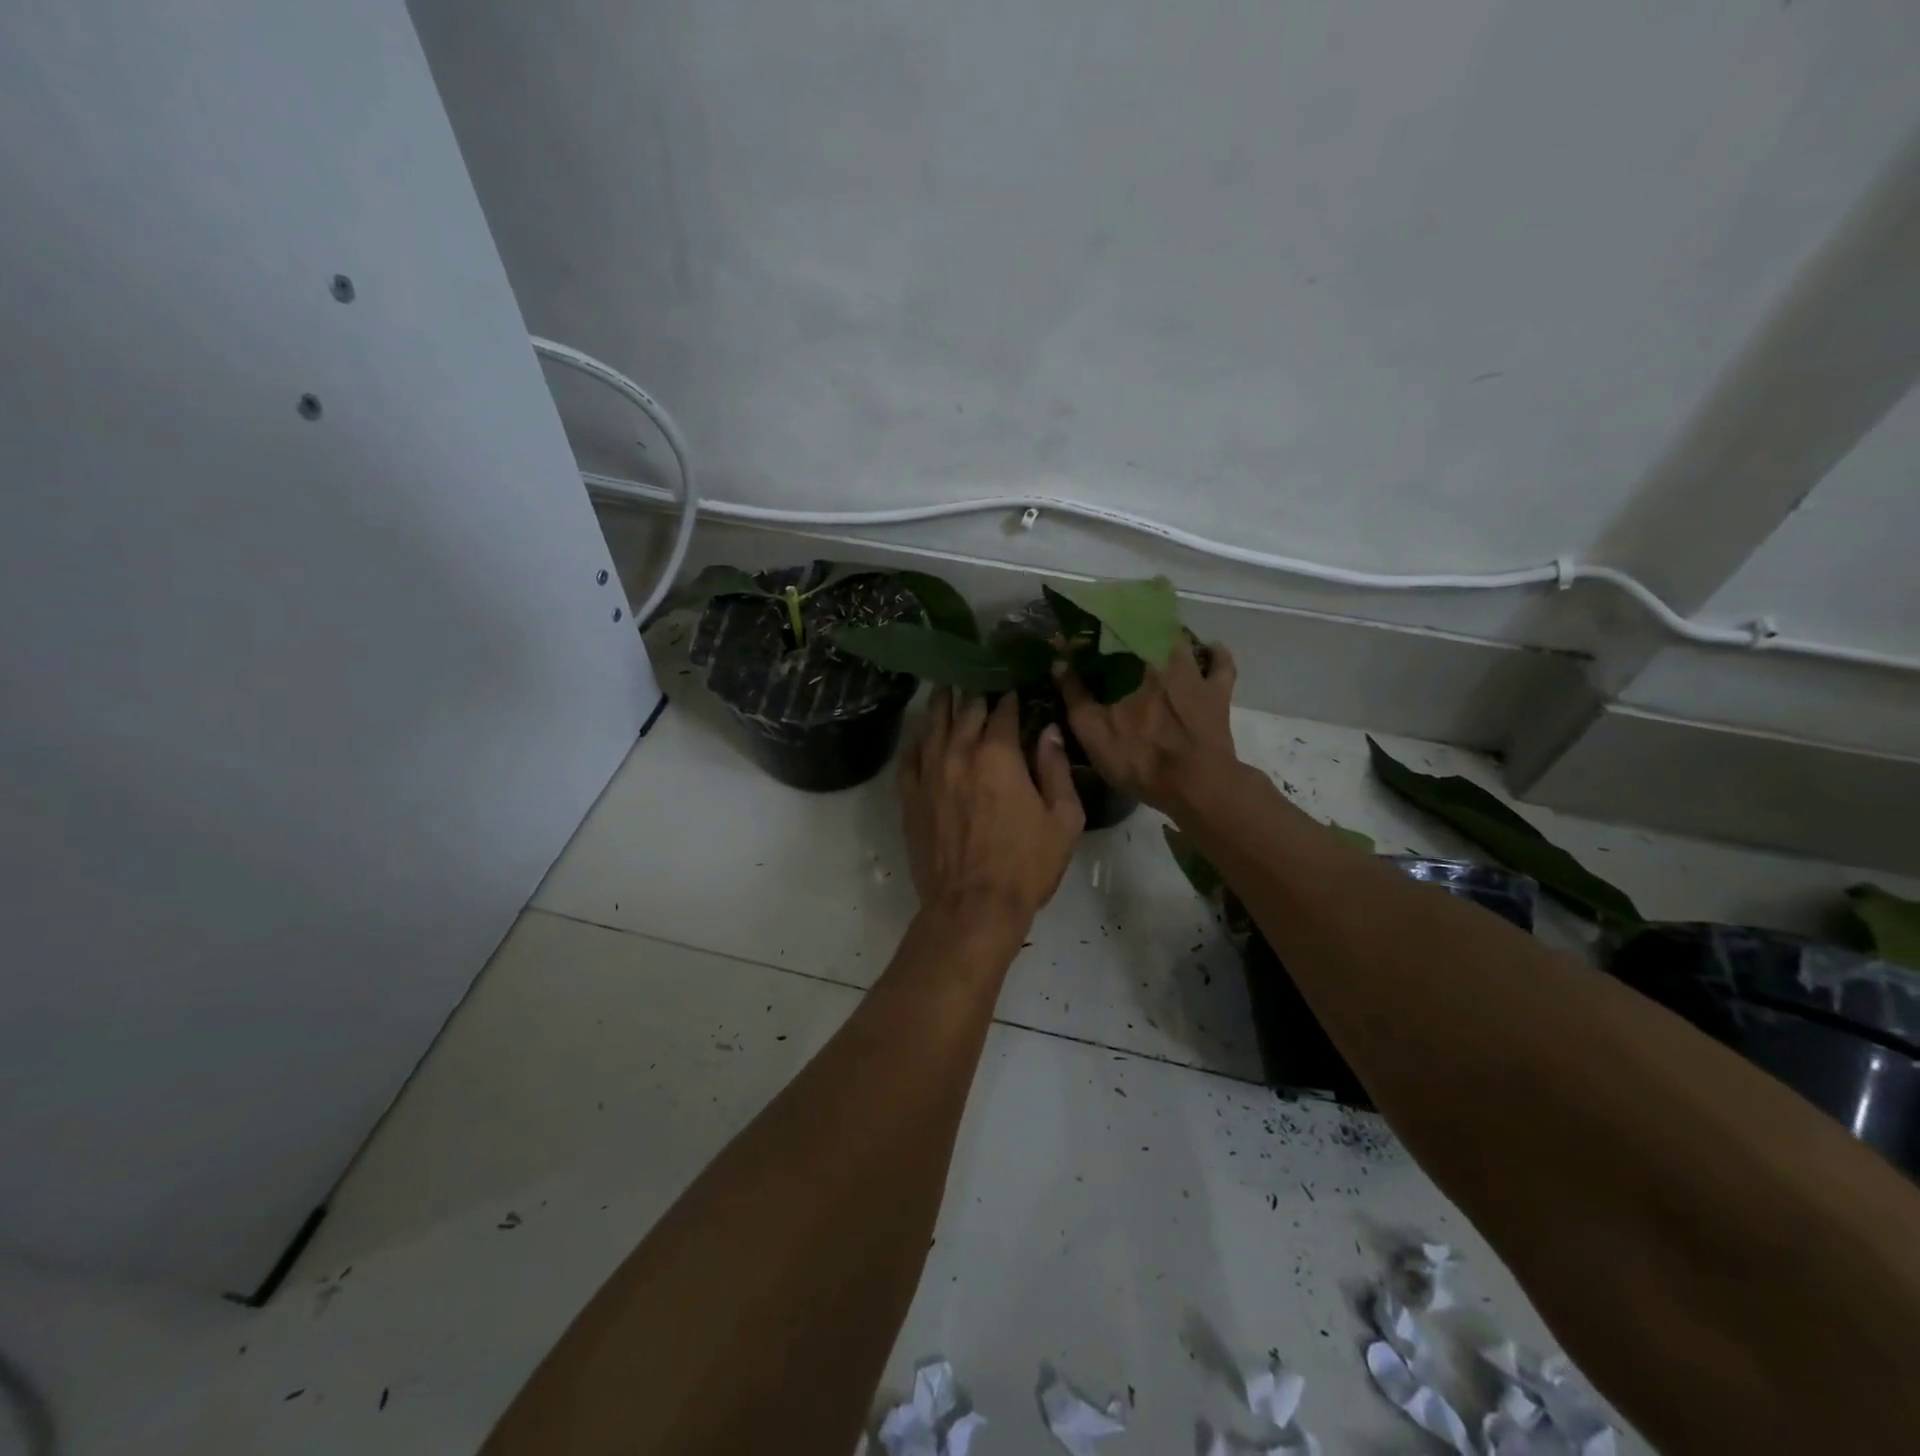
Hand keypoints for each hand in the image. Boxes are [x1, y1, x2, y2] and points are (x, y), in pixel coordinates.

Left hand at [898, 690, 1084, 930]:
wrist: (972, 907)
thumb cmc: (1026, 864)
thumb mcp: (1063, 818)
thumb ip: (1056, 768)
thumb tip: (1048, 730)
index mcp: (999, 753)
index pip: (1003, 708)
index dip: (1011, 693)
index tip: (1016, 684)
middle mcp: (959, 752)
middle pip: (965, 708)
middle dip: (976, 691)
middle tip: (982, 678)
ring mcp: (929, 773)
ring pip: (933, 724)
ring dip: (943, 703)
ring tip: (948, 687)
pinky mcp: (911, 796)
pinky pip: (909, 757)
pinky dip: (918, 740)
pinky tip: (923, 735)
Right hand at [1059, 639, 1240, 815]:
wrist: (1195, 782)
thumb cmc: (1137, 758)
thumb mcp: (1091, 732)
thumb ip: (1074, 695)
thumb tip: (1059, 662)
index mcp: (1126, 665)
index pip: (1099, 639)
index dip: (1083, 642)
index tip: (1071, 649)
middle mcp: (1159, 657)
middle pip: (1139, 631)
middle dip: (1122, 633)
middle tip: (1110, 646)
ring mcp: (1192, 672)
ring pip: (1178, 639)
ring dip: (1163, 636)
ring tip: (1151, 644)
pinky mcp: (1217, 691)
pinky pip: (1219, 662)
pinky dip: (1213, 652)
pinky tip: (1207, 649)